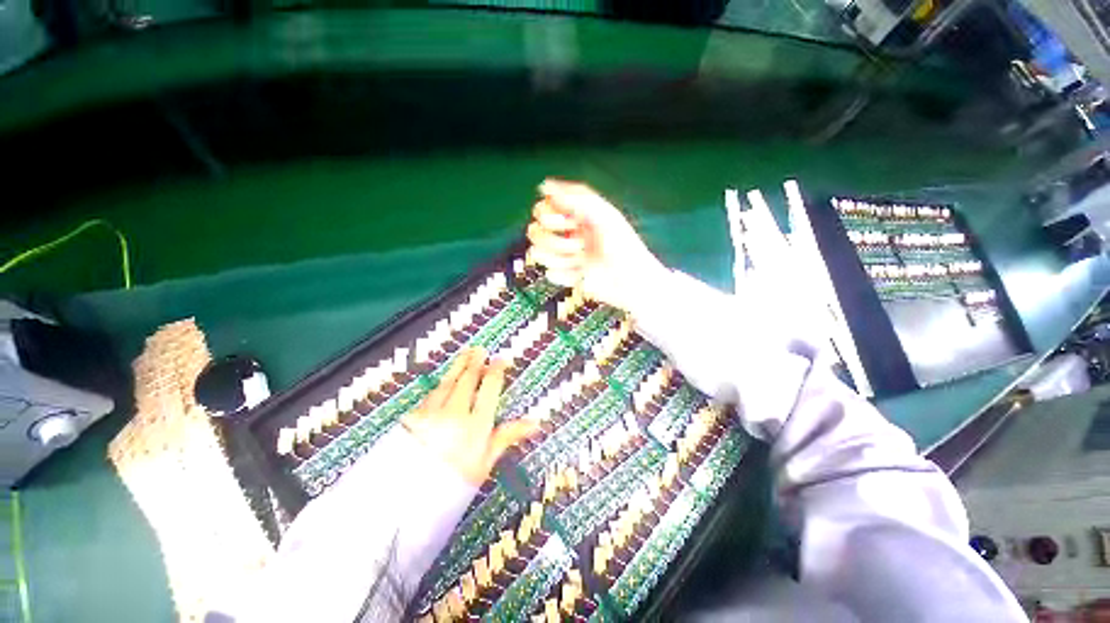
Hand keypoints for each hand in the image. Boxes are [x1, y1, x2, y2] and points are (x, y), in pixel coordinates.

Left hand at [403, 347, 536, 484]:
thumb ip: (507, 436)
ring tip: (465, 354)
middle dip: (475, 362)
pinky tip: (443, 380)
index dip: (496, 371)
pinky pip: (431, 393)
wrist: (405, 502)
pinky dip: (441, 383)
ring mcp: (433, 412)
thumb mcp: (486, 462)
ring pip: (448, 382)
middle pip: (467, 380)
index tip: (501, 360)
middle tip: (480, 349)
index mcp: (476, 423)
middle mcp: (456, 412)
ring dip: (458, 366)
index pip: (489, 388)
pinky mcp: (414, 416)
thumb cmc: (455, 484)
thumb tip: (535, 422)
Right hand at [528, 179, 666, 310]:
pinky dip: (564, 274)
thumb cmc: (624, 247)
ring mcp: (565, 256)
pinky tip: (581, 274)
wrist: (631, 282)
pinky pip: (549, 273)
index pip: (544, 209)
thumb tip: (545, 186)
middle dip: (555, 240)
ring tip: (580, 260)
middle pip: (536, 231)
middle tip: (579, 244)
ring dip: (559, 258)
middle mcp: (568, 234)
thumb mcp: (605, 215)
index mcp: (577, 216)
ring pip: (538, 253)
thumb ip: (576, 197)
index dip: (550, 216)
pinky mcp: (566, 275)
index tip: (569, 222)